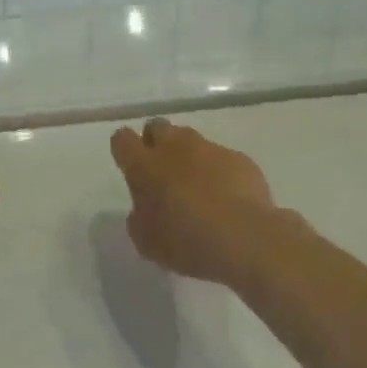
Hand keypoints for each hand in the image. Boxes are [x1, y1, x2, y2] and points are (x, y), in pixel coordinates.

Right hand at [110, 118, 278, 285]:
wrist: (244, 238)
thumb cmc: (185, 241)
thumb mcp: (147, 241)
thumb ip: (140, 217)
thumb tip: (145, 208)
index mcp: (143, 165)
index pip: (122, 140)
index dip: (124, 149)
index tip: (129, 164)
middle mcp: (174, 147)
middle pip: (157, 126)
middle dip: (155, 141)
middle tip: (161, 169)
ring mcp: (209, 149)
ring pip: (190, 138)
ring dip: (187, 154)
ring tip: (196, 183)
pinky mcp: (238, 158)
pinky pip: (221, 157)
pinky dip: (218, 170)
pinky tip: (226, 196)